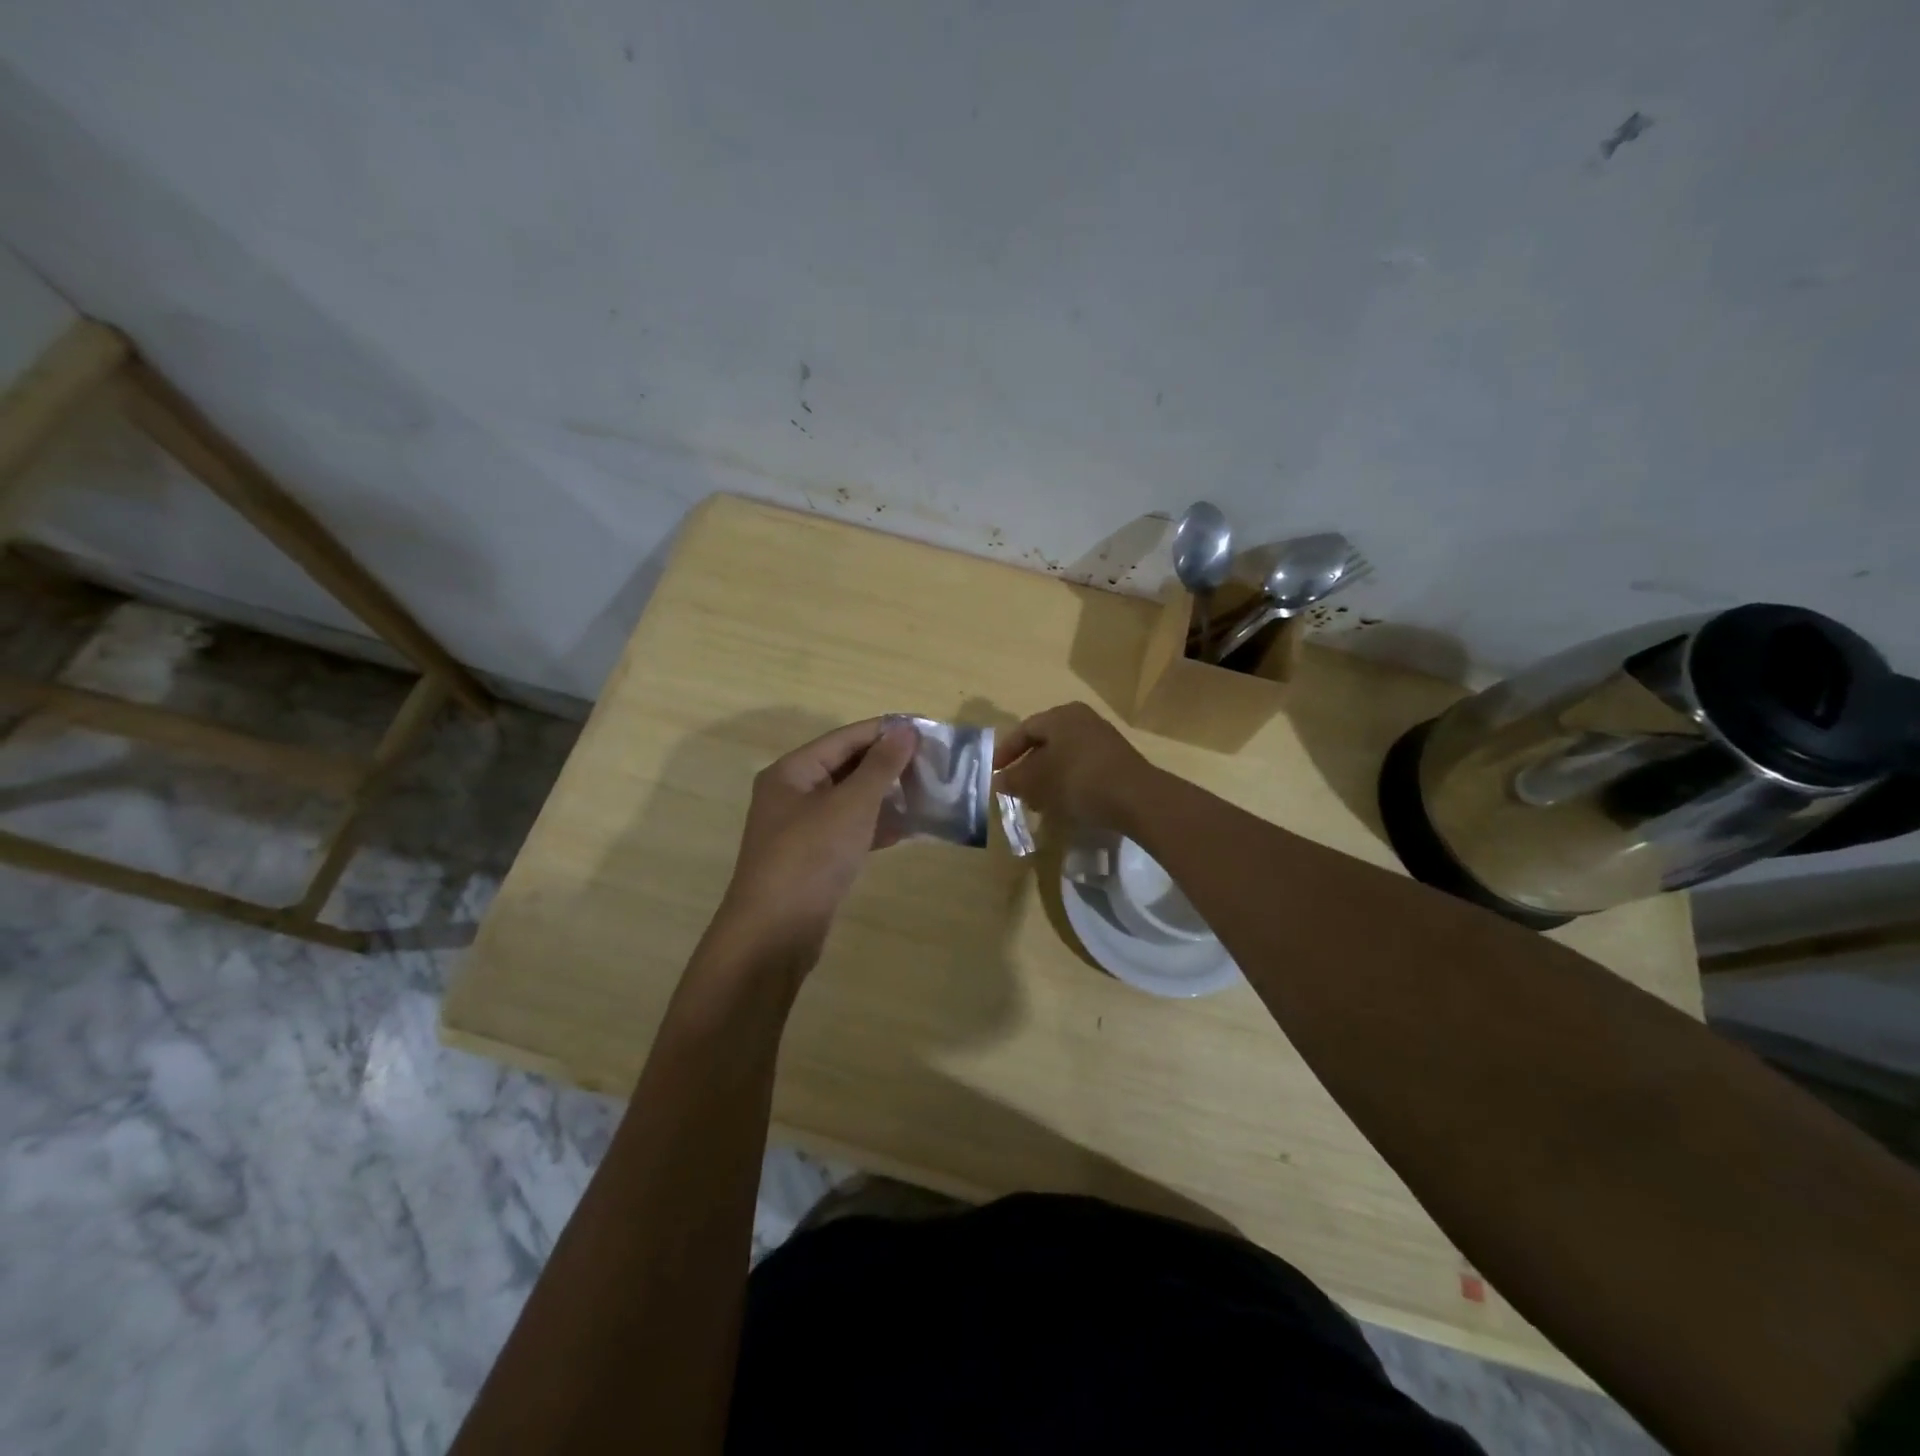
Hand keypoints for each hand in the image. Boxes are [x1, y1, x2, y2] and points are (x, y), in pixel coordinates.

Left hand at [716, 718, 919, 965]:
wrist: (774, 934)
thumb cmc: (811, 857)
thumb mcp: (851, 805)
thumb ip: (881, 765)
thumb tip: (906, 729)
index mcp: (792, 771)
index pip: (845, 738)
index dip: (886, 731)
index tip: (928, 729)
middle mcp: (792, 794)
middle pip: (846, 766)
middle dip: (889, 764)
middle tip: (933, 762)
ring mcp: (801, 828)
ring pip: (850, 800)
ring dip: (886, 795)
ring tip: (928, 791)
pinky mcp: (813, 858)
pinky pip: (849, 830)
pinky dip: (876, 825)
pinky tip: (908, 828)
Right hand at [992, 702, 1157, 829]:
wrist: (1136, 798)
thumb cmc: (1078, 780)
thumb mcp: (1038, 782)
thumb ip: (1014, 779)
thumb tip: (998, 780)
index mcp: (1061, 715)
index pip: (1024, 729)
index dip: (1006, 751)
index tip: (994, 772)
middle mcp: (1082, 719)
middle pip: (1046, 742)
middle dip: (1027, 766)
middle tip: (1015, 788)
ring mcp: (1103, 739)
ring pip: (1064, 756)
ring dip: (1047, 777)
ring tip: (1037, 801)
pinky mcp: (1116, 760)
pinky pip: (1082, 767)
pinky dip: (1067, 782)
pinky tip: (1063, 803)